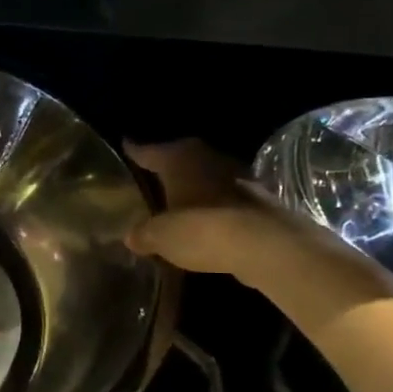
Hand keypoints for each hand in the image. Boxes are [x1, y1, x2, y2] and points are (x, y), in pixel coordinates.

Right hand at [124, 139, 392, 309]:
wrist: (267, 246)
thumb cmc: (201, 229)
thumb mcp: (160, 236)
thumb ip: (144, 233)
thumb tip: (131, 235)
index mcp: (179, 159)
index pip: (148, 150)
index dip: (135, 150)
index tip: (125, 145)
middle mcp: (208, 158)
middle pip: (181, 159)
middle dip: (168, 169)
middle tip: (151, 178)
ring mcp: (238, 177)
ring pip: (206, 178)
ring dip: (195, 189)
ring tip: (178, 203)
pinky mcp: (260, 200)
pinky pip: (226, 199)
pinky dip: (215, 208)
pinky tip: (207, 223)